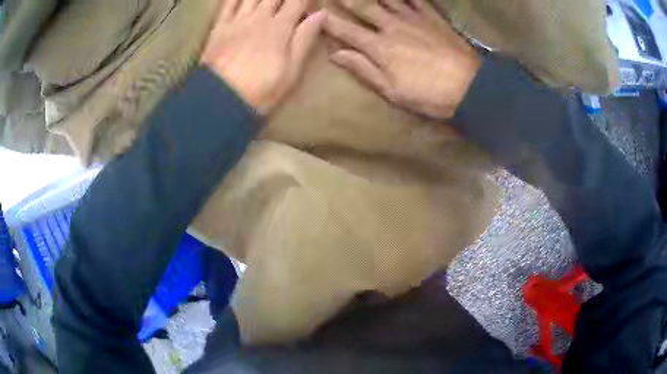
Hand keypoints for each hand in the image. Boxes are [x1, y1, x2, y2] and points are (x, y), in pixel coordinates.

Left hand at [201, 0, 325, 113]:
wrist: (220, 101)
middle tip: (289, 1)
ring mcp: (237, 21)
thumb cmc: (262, 90)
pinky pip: (228, 3)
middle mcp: (259, 17)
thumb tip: (321, 14)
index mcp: (280, 27)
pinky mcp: (219, 28)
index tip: (309, 1)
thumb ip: (305, 39)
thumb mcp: (292, 70)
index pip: (297, 1)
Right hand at [323, 0, 479, 118]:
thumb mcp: (393, 91)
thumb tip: (336, 55)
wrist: (471, 87)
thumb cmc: (429, 94)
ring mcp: (413, 18)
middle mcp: (392, 27)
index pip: (346, 30)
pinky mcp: (431, 16)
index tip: (315, 13)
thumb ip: (364, 70)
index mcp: (380, 48)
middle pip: (363, 6)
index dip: (328, 20)